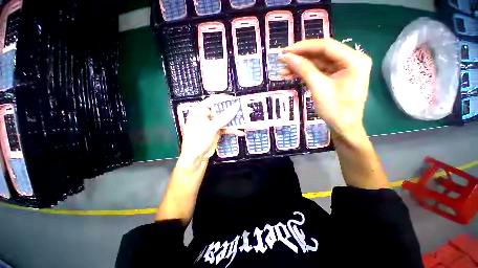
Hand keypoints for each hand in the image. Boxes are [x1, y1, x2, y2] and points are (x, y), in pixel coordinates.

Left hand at [178, 95, 243, 166]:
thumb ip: (224, 117)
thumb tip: (235, 106)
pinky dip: (232, 130)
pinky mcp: (216, 131)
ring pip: (224, 119)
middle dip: (231, 111)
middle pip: (220, 110)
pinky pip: (225, 128)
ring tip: (244, 119)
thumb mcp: (211, 127)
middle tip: (242, 109)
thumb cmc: (198, 139)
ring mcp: (212, 124)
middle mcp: (206, 116)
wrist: (196, 157)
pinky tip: (240, 132)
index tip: (235, 99)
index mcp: (200, 111)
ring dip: (233, 120)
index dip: (223, 99)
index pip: (212, 100)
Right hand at [279, 39, 371, 139]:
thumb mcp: (319, 88)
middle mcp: (351, 60)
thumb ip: (304, 69)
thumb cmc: (335, 110)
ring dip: (299, 67)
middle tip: (281, 60)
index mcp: (354, 60)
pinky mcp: (335, 76)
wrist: (343, 128)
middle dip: (300, 57)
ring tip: (282, 71)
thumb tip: (287, 57)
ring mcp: (343, 68)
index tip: (285, 51)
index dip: (304, 47)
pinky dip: (304, 73)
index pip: (326, 46)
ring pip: (317, 63)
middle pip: (321, 53)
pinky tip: (291, 75)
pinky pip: (318, 71)